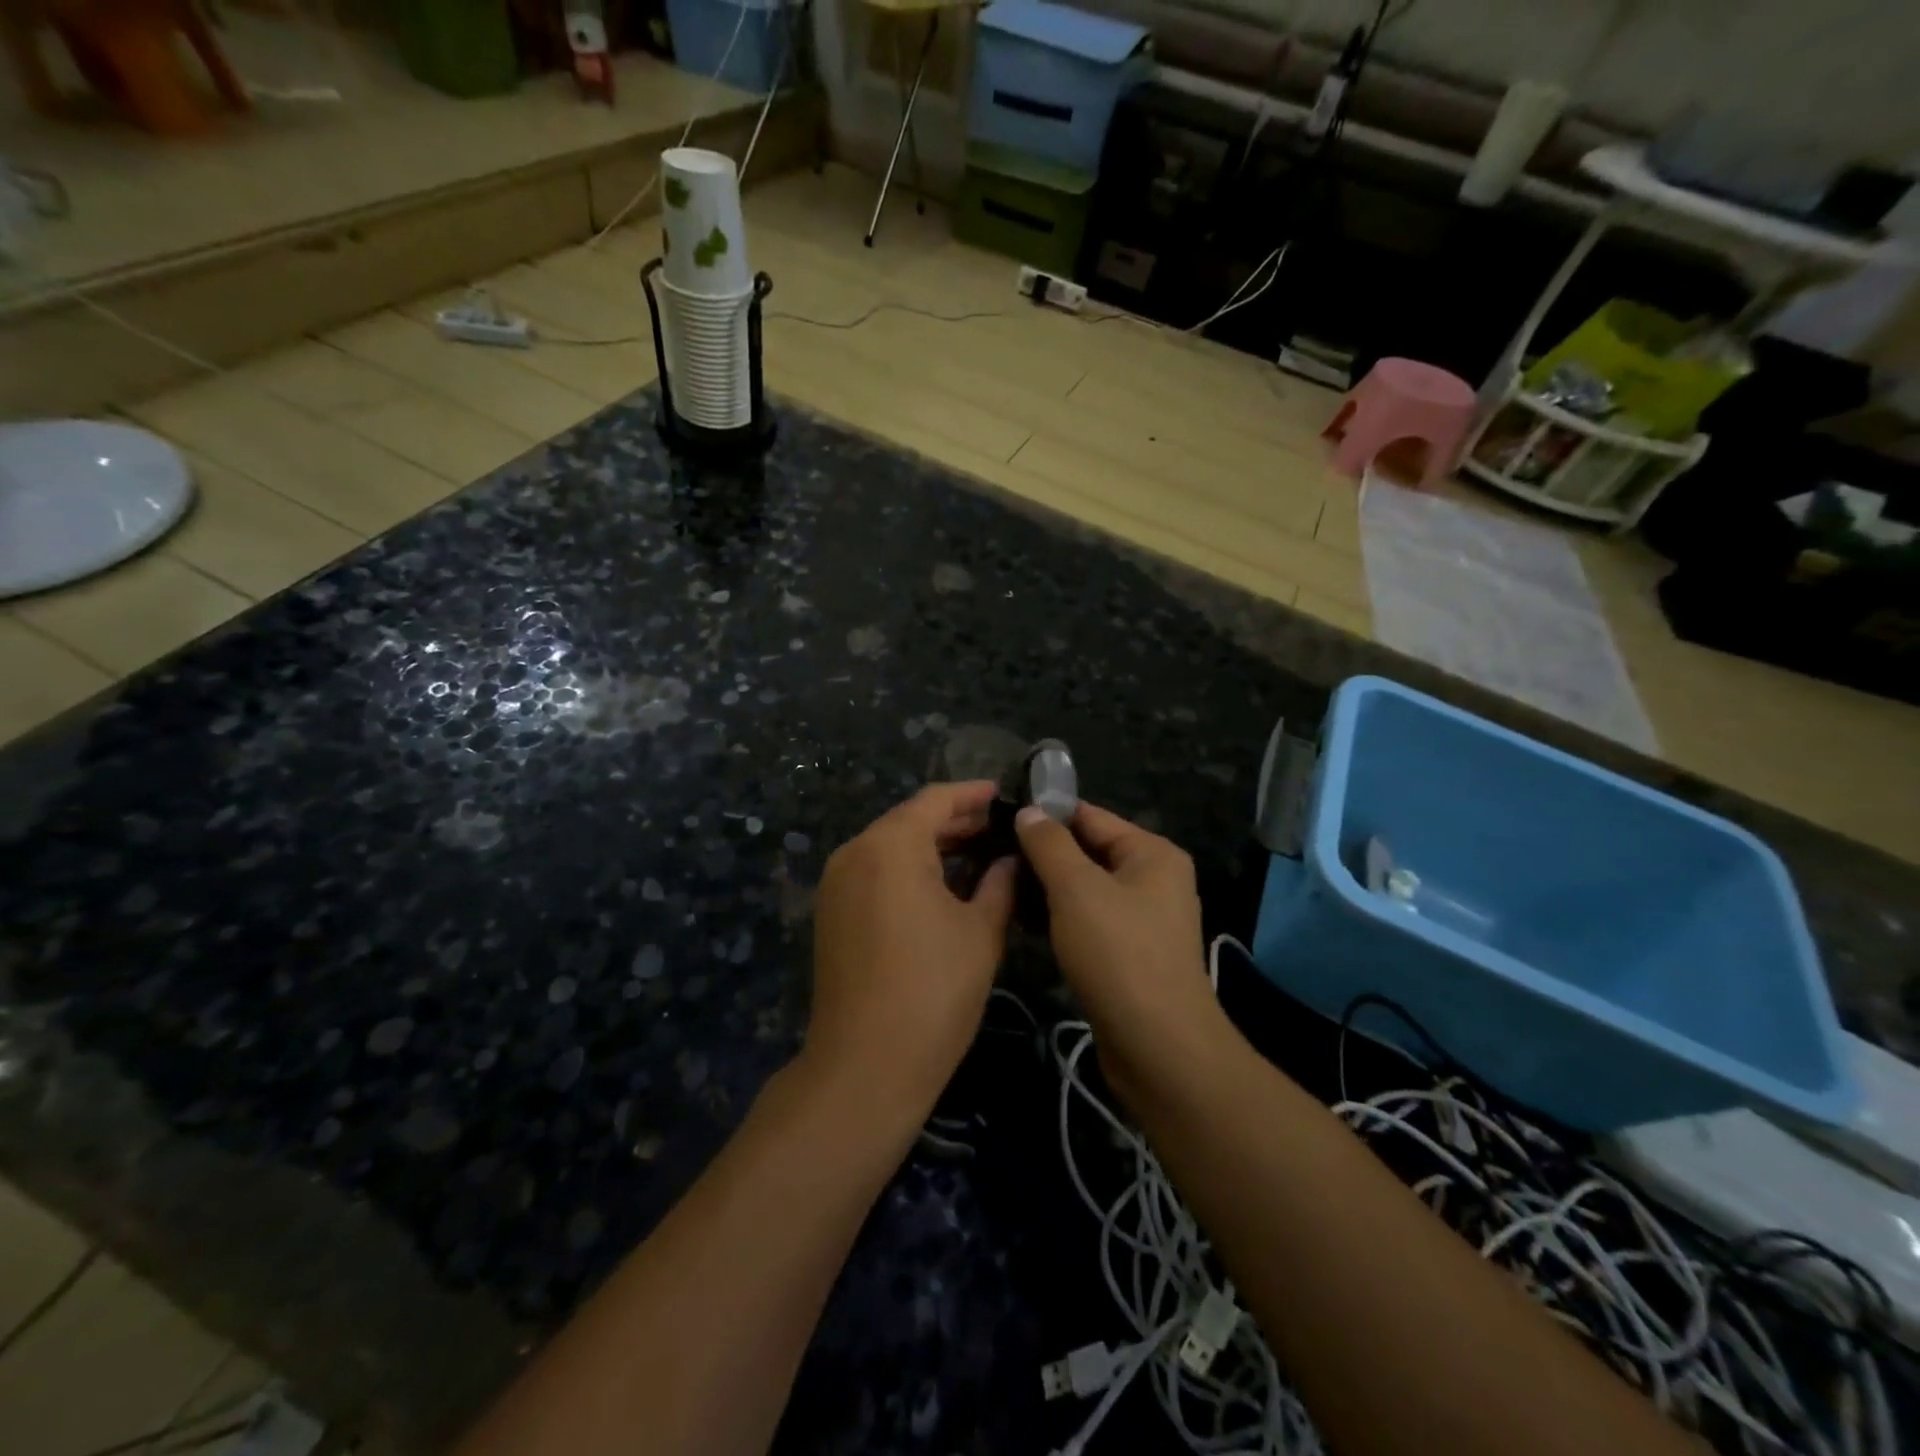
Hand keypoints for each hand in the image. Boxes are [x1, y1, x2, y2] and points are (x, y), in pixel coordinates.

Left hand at [806, 782, 1016, 1112]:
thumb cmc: (932, 992)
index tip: (1006, 794)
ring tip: (979, 853)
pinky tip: (943, 884)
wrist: (865, 1066)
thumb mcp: (979, 932)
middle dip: (955, 821)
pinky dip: (908, 869)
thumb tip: (1010, 858)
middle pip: (909, 820)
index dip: (973, 795)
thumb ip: (999, 883)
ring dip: (931, 846)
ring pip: (890, 846)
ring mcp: (836, 883)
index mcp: (890, 845)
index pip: (936, 800)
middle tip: (1000, 828)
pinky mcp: (831, 912)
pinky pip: (874, 872)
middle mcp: (855, 852)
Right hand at [1014, 802, 1225, 1101]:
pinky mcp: (1128, 954)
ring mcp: (1141, 919)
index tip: (997, 818)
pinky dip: (1058, 918)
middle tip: (990, 856)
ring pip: (1083, 890)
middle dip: (1041, 855)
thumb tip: (1029, 811)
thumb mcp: (1077, 890)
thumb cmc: (1119, 955)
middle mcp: (1152, 880)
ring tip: (998, 886)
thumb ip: (1049, 844)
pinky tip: (1021, 922)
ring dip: (1045, 889)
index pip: (1090, 817)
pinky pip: (1087, 921)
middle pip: (1087, 852)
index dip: (1045, 815)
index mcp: (1151, 854)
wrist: (1158, 1048)